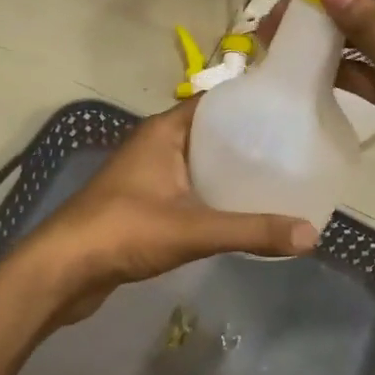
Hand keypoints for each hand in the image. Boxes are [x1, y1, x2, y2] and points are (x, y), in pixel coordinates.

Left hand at [28, 100, 316, 324]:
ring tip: (276, 179)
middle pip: (210, 133)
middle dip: (247, 141)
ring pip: (198, 163)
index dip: (250, 104)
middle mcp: (155, 145)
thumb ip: (252, 231)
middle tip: (293, 150)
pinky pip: (188, 188)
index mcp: (164, 132)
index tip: (289, 113)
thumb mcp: (194, 229)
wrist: (62, 270)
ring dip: (230, 170)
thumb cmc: (124, 231)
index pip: (215, 103)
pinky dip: (212, 195)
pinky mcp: (144, 203)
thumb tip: (311, 235)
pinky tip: (239, 210)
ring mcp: (147, 174)